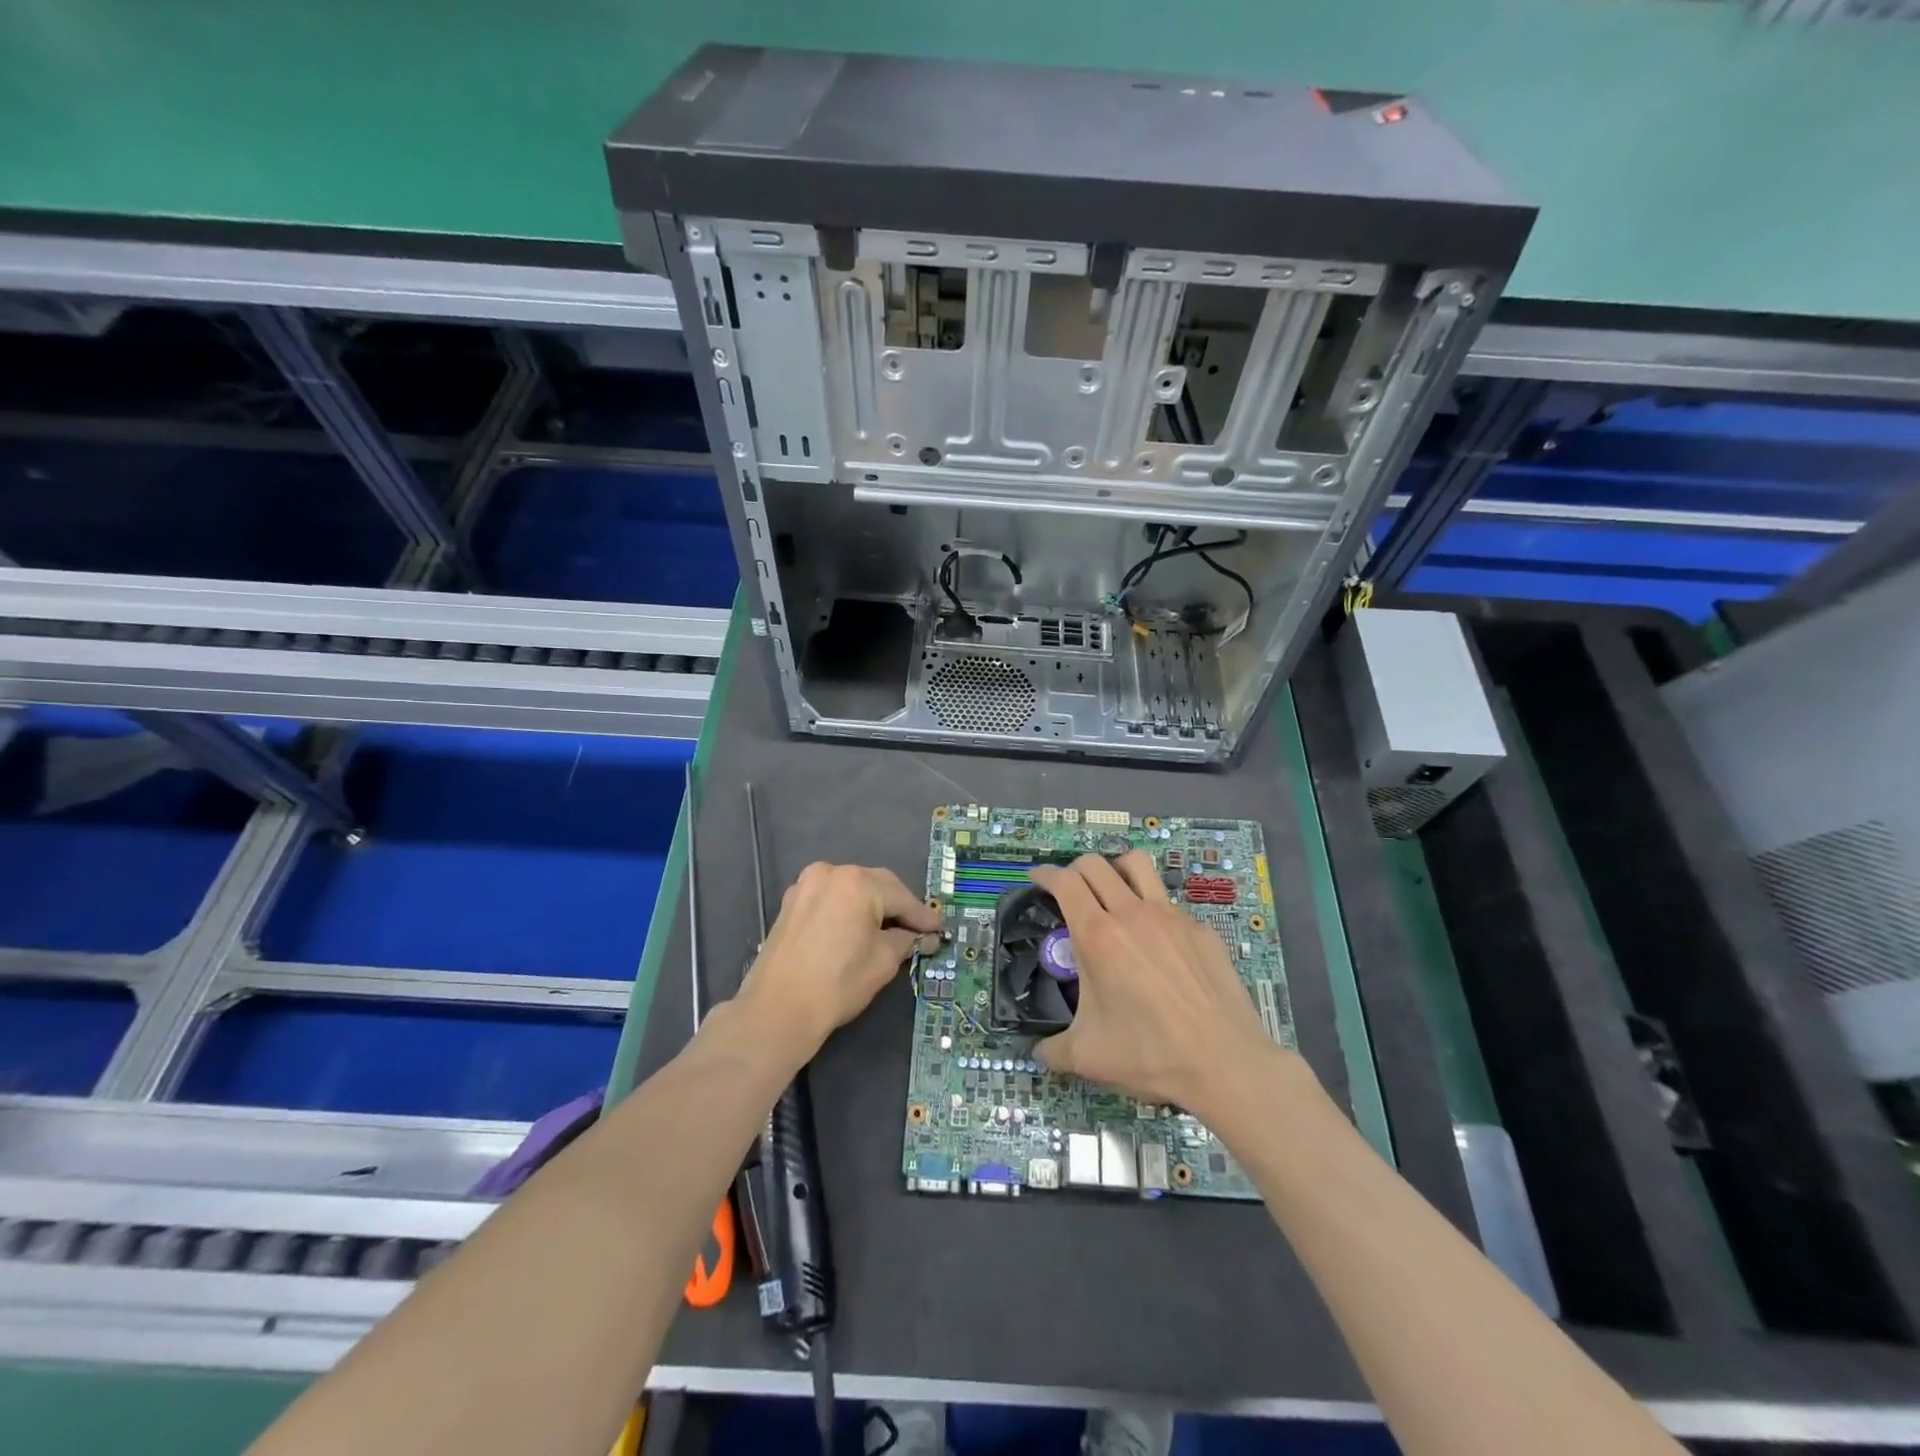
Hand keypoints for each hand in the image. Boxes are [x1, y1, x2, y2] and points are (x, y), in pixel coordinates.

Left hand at [737, 862, 941, 1056]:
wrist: (777, 1010)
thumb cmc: (838, 983)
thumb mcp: (883, 961)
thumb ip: (906, 941)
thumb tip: (924, 937)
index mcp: (858, 882)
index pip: (901, 897)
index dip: (923, 916)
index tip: (939, 929)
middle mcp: (831, 873)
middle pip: (876, 885)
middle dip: (898, 907)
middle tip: (918, 930)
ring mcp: (806, 885)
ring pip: (852, 889)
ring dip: (872, 906)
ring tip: (890, 929)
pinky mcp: (791, 903)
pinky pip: (830, 898)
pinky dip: (847, 909)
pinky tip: (858, 929)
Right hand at [1030, 851, 1297, 1115]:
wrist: (1225, 1063)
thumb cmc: (1149, 1054)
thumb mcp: (1088, 1058)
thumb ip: (1053, 1050)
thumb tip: (1038, 1053)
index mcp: (1098, 936)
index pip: (1064, 882)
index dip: (1045, 874)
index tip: (1036, 878)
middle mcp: (1132, 914)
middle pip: (1095, 864)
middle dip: (1074, 869)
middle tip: (1069, 890)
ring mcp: (1171, 917)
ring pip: (1137, 865)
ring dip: (1116, 869)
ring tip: (1111, 892)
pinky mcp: (1200, 929)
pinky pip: (1168, 904)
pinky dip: (1152, 911)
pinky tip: (1157, 945)